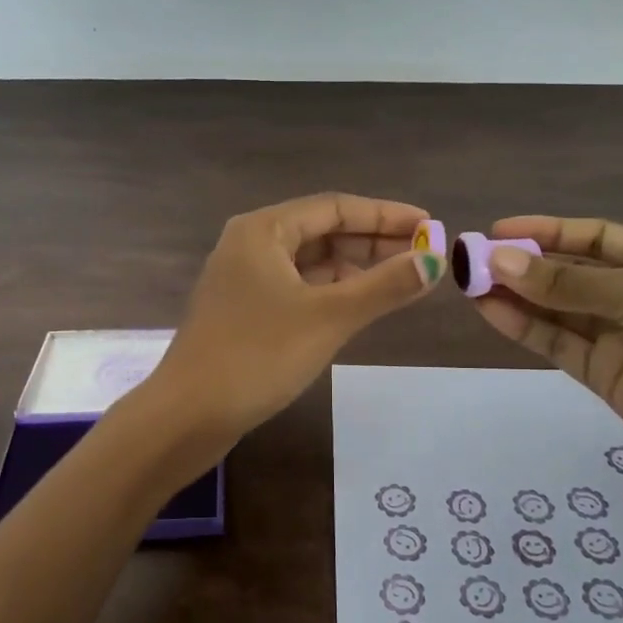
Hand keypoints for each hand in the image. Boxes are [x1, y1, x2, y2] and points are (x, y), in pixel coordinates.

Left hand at [145, 193, 443, 449]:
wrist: (188, 415)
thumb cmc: (257, 356)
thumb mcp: (329, 317)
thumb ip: (384, 286)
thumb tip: (434, 261)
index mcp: (263, 230)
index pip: (335, 207)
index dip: (386, 214)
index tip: (430, 225)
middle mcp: (251, 244)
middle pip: (323, 231)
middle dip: (374, 241)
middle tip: (424, 255)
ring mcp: (245, 278)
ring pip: (311, 261)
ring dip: (356, 268)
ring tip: (403, 279)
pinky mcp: (246, 310)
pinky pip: (299, 287)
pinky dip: (332, 291)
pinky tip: (362, 303)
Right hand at [472, 215, 622, 492]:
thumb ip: (567, 283)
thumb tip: (499, 260)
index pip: (593, 237)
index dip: (548, 230)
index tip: (499, 229)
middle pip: (569, 272)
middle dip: (523, 264)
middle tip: (471, 258)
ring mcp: (617, 335)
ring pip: (555, 308)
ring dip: (514, 295)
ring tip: (468, 282)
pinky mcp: (601, 373)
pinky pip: (555, 342)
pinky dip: (522, 327)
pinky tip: (489, 310)